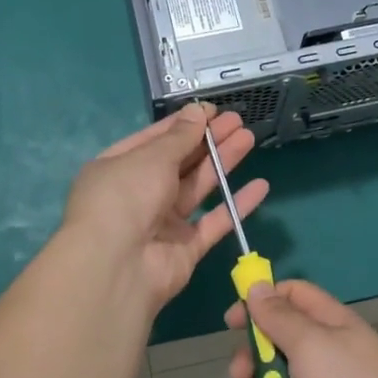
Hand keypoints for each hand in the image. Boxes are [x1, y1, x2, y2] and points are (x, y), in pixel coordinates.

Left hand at [60, 104, 268, 314]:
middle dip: (208, 140)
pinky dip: (236, 204)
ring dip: (223, 163)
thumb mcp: (151, 157)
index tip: (212, 110)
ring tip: (249, 138)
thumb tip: (197, 111)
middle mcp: (138, 193)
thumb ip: (180, 136)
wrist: (116, 267)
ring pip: (198, 187)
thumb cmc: (126, 197)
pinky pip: (214, 221)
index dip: (184, 124)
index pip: (155, 139)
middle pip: (180, 161)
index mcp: (119, 168)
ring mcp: (162, 223)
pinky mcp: (184, 249)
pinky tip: (260, 186)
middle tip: (238, 120)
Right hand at [226, 280, 377, 377]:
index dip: (261, 302)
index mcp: (330, 325)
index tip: (232, 322)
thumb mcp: (311, 345)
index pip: (292, 296)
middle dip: (252, 358)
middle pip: (279, 345)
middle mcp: (328, 356)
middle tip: (238, 376)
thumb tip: (257, 286)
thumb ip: (279, 318)